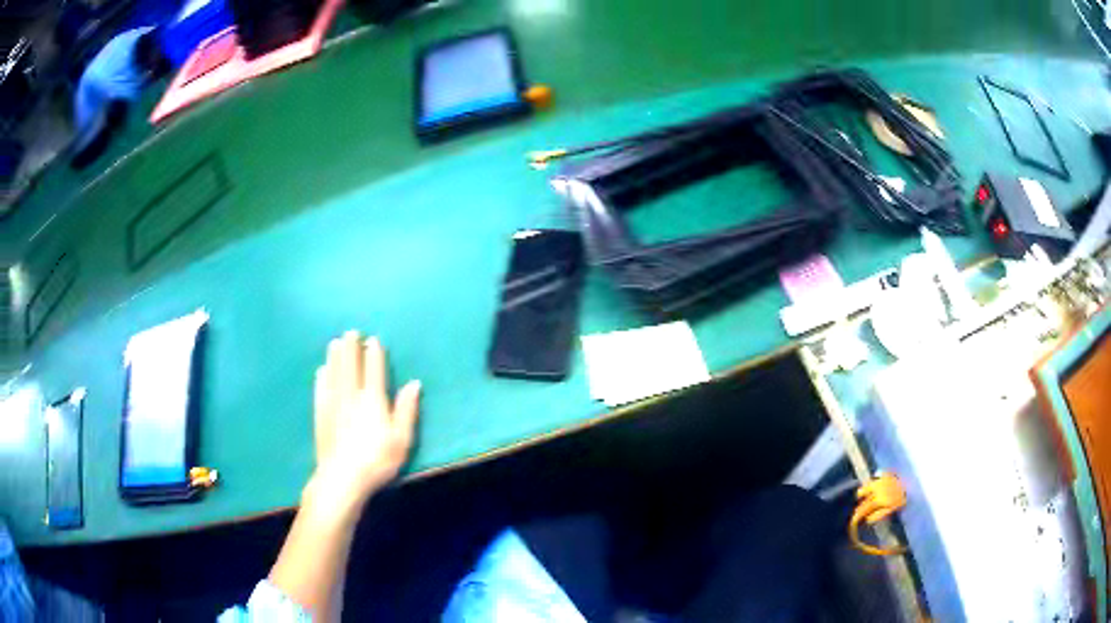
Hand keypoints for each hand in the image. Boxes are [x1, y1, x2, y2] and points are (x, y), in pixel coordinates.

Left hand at [309, 331, 420, 508]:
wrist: (342, 477)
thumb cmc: (377, 460)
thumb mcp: (402, 439)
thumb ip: (407, 410)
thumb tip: (414, 383)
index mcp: (373, 400)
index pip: (373, 370)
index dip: (373, 354)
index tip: (372, 340)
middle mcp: (352, 396)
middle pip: (350, 366)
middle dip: (351, 348)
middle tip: (350, 332)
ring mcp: (333, 404)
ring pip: (334, 373)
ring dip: (335, 356)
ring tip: (335, 342)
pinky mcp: (320, 415)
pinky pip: (321, 389)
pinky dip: (322, 377)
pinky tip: (322, 370)